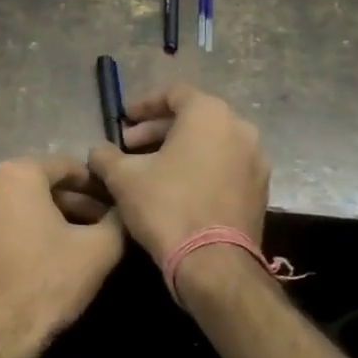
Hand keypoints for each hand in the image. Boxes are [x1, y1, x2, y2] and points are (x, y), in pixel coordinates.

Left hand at [0, 157, 124, 357]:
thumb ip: (117, 220)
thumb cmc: (48, 284)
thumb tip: (122, 210)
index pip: (65, 167)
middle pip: (34, 186)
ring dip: (34, 219)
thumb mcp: (100, 250)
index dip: (93, 186)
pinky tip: (24, 262)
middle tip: (92, 227)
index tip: (110, 205)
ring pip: (8, 208)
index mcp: (16, 174)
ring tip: (60, 245)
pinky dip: (6, 238)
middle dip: (65, 204)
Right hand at [87, 84, 270, 269]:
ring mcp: (255, 160)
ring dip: (178, 150)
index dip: (143, 104)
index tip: (123, 120)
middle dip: (157, 130)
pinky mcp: (260, 189)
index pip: (174, 93)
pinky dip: (200, 168)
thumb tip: (98, 151)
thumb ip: (106, 156)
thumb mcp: (123, 178)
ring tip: (149, 169)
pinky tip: (176, 189)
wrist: (214, 263)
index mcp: (209, 114)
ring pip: (210, 143)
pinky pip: (224, 166)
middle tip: (129, 147)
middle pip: (193, 118)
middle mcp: (240, 129)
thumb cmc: (167, 207)